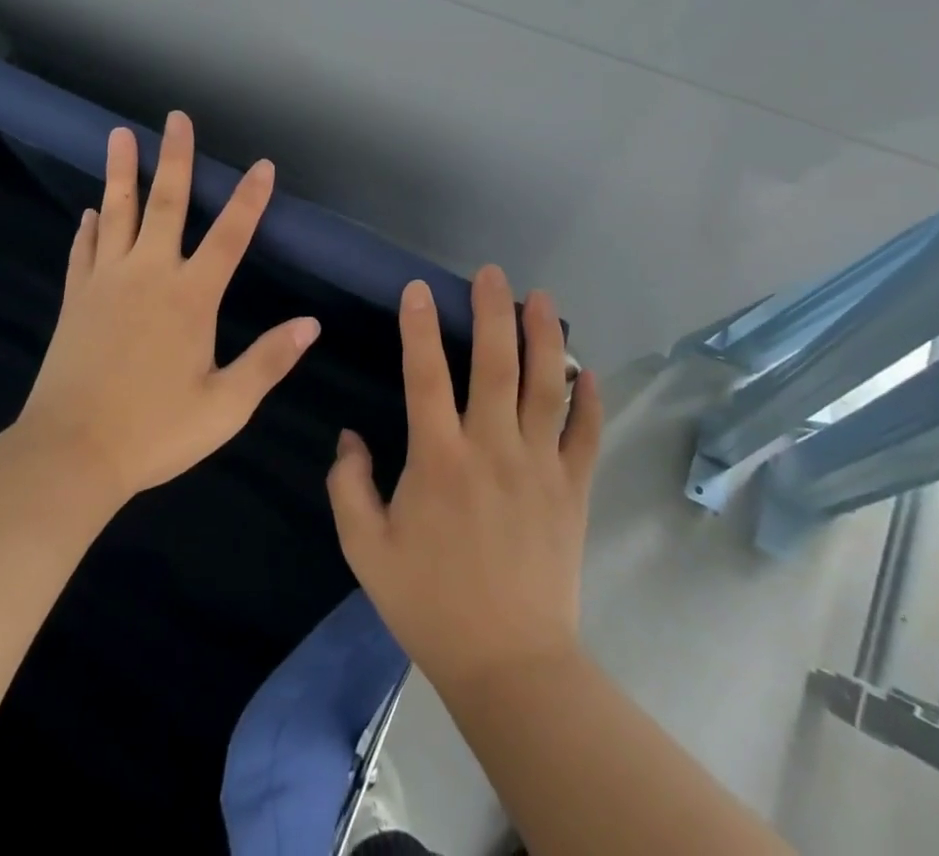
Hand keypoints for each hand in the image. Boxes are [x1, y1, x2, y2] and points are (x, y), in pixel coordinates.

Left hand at [16, 110, 320, 504]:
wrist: (70, 454)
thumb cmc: (155, 431)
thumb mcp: (226, 406)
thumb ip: (269, 360)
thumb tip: (311, 324)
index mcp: (191, 297)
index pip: (230, 236)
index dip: (250, 199)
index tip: (262, 164)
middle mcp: (150, 276)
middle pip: (166, 204)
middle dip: (175, 158)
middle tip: (176, 118)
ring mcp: (107, 283)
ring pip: (117, 214)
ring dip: (121, 173)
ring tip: (119, 135)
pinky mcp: (77, 300)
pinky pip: (85, 252)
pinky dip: (90, 228)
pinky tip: (90, 211)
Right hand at [327, 267, 602, 693]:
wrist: (508, 664)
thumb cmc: (429, 603)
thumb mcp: (365, 549)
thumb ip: (348, 485)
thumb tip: (349, 436)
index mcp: (438, 459)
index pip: (425, 375)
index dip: (419, 326)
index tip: (419, 288)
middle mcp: (491, 448)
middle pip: (494, 364)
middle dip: (492, 311)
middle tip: (492, 273)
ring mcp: (539, 466)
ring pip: (545, 387)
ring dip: (545, 338)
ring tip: (542, 298)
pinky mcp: (572, 490)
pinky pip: (586, 435)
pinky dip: (590, 401)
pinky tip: (588, 372)